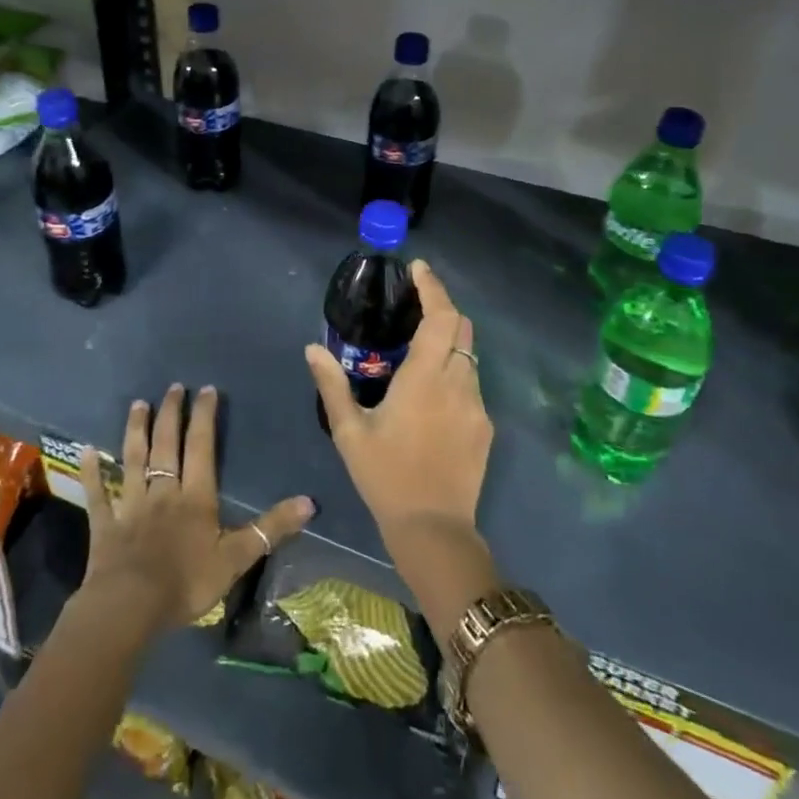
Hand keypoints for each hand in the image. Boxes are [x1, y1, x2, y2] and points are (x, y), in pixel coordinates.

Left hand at [79, 384, 313, 635]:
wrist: (130, 608)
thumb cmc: (186, 582)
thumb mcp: (237, 558)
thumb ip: (271, 528)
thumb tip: (309, 502)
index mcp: (195, 496)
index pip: (201, 447)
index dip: (204, 417)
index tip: (206, 390)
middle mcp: (163, 491)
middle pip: (166, 444)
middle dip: (171, 413)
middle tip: (173, 387)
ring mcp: (131, 505)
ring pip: (133, 459)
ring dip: (136, 430)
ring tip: (138, 404)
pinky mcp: (105, 524)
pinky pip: (98, 493)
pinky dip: (92, 471)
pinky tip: (86, 451)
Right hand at [306, 260, 492, 543]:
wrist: (434, 530)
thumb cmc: (386, 477)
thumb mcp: (350, 431)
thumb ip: (332, 385)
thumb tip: (313, 348)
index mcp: (426, 378)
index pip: (442, 316)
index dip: (433, 287)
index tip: (419, 268)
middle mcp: (459, 383)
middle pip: (463, 328)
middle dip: (443, 307)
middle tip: (416, 304)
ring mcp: (477, 405)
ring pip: (470, 355)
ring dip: (449, 341)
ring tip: (419, 349)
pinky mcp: (485, 426)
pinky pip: (472, 383)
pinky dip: (454, 370)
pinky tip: (432, 392)